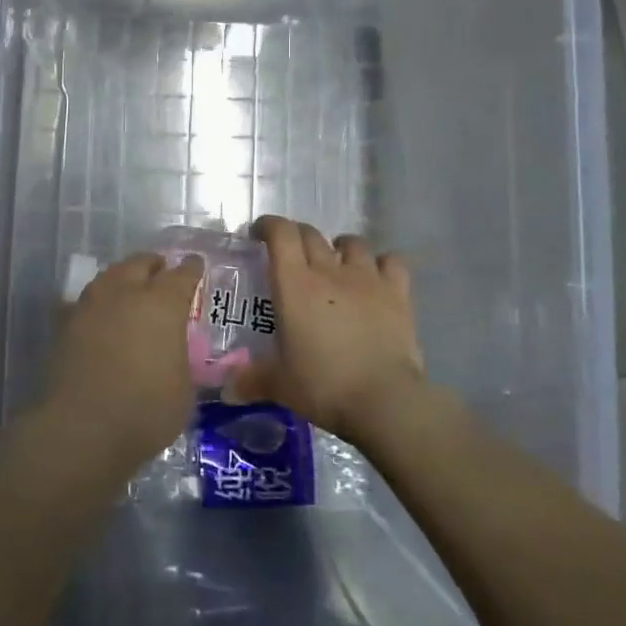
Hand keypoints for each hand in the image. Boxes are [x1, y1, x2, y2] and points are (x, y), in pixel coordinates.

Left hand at [41, 252, 204, 469]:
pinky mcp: (64, 323)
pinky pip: (84, 301)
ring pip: (109, 276)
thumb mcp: (183, 388)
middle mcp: (125, 293)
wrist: (81, 429)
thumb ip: (179, 357)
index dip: (191, 269)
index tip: (195, 265)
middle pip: (140, 263)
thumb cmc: (145, 411)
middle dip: (154, 265)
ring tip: (130, 288)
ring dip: (123, 277)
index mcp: (162, 304)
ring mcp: (90, 305)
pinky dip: (96, 302)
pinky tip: (98, 314)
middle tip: (161, 272)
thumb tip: (172, 351)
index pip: (182, 275)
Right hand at [229, 216, 425, 445]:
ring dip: (339, 247)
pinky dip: (381, 263)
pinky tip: (376, 277)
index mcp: (294, 284)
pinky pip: (391, 262)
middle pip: (311, 234)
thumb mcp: (280, 385)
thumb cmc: (323, 386)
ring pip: (352, 243)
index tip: (259, 234)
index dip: (268, 226)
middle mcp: (329, 271)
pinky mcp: (398, 294)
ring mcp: (367, 279)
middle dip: (297, 237)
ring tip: (334, 263)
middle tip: (290, 255)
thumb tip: (228, 389)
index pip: (280, 234)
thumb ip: (252, 380)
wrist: (384, 400)